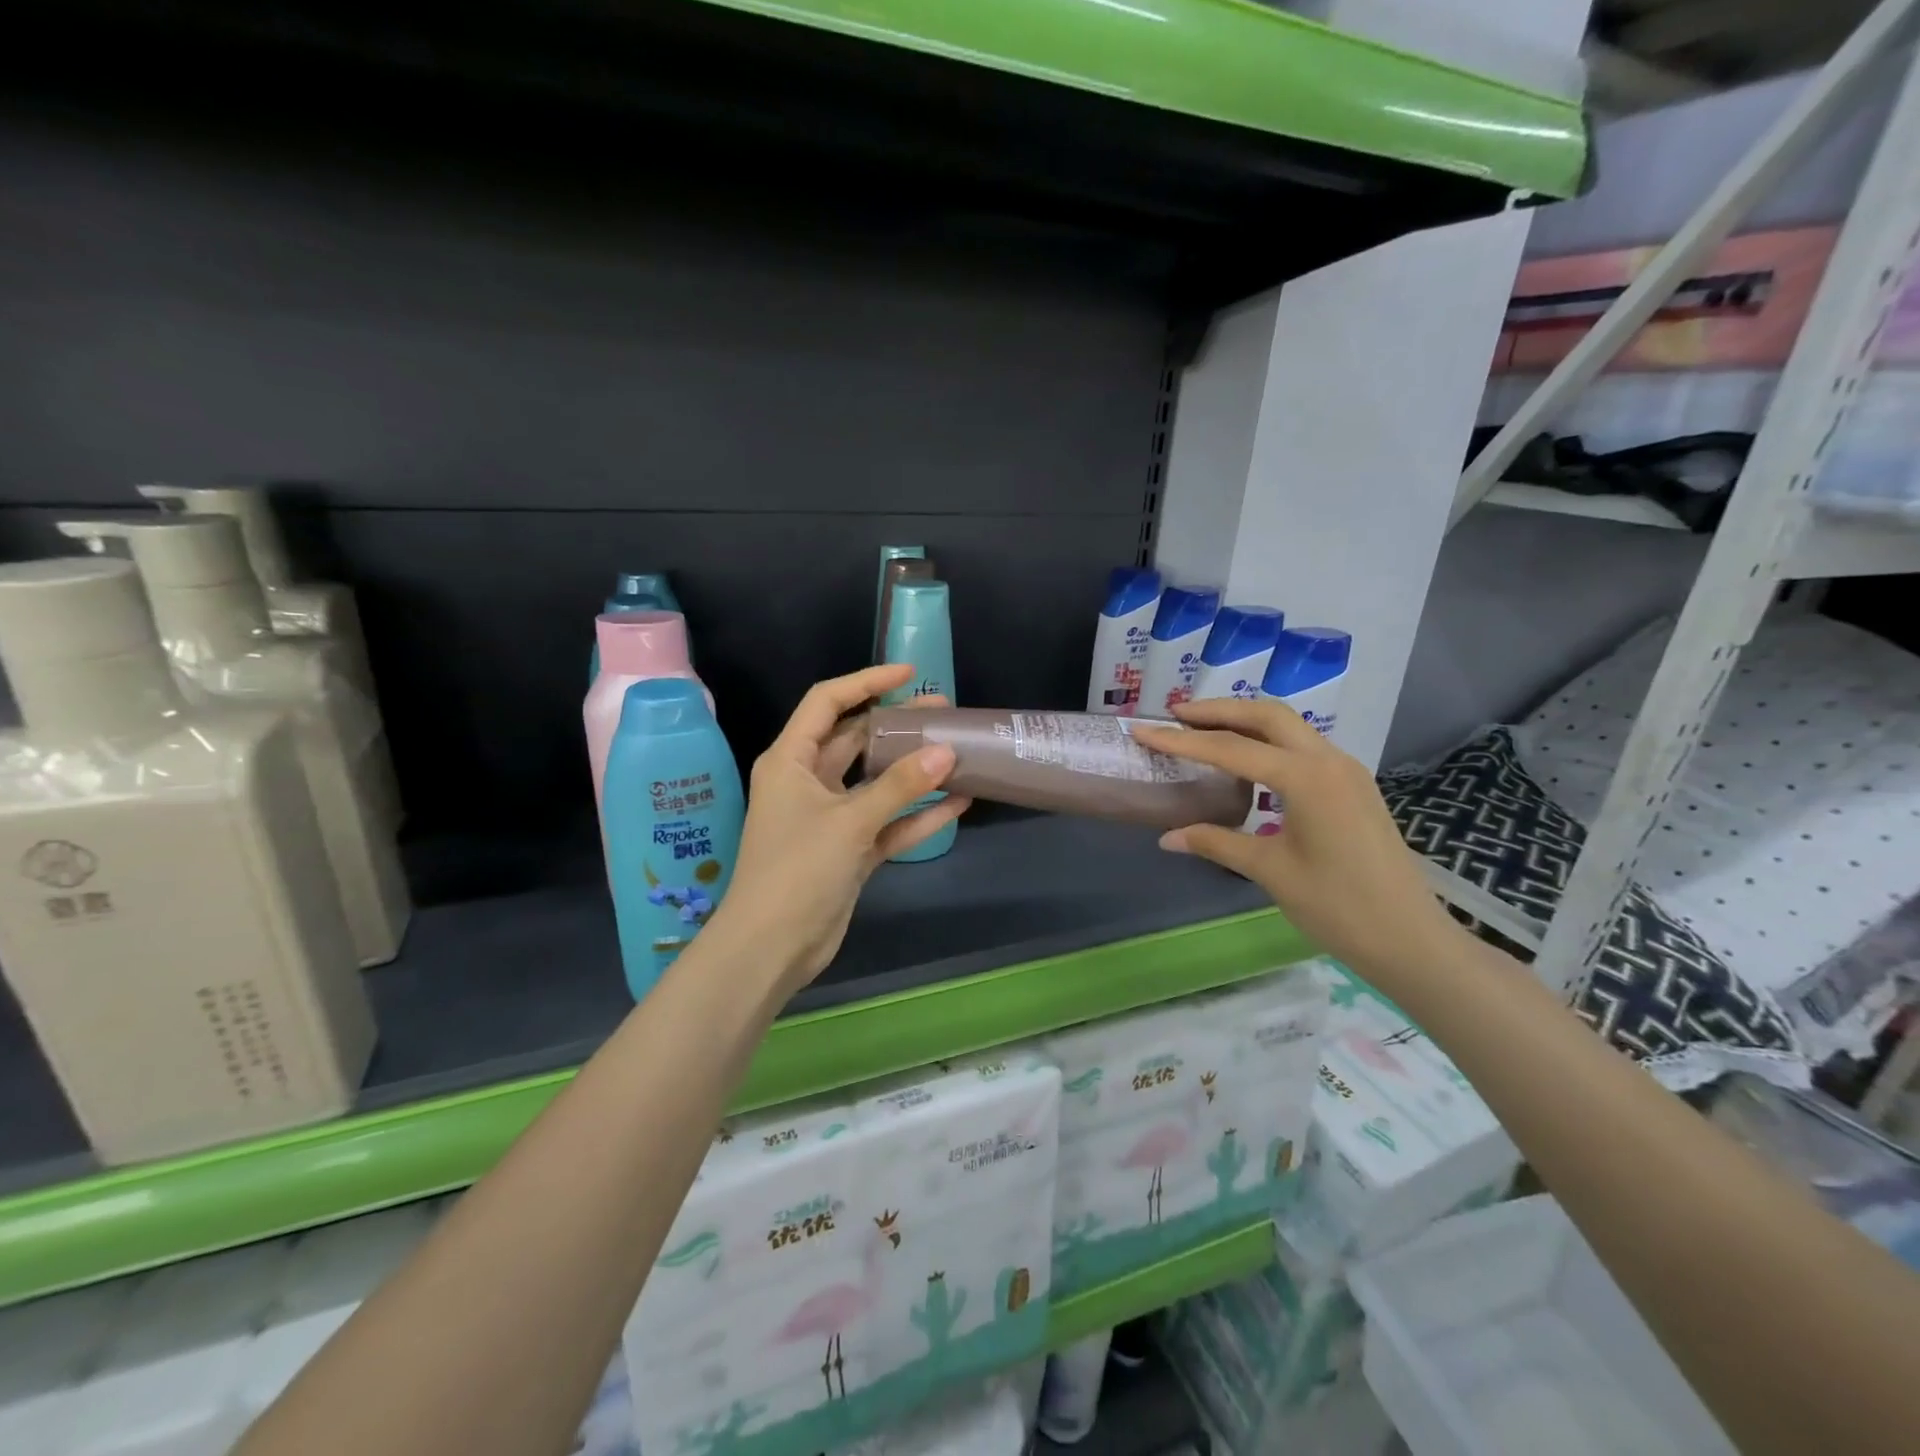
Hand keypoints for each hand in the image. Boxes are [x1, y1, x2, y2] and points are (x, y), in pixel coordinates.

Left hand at [705, 664, 969, 998]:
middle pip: (857, 740)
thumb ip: (899, 786)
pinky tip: (956, 804)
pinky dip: (916, 814)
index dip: (866, 682)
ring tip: (958, 752)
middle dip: (899, 726)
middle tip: (944, 713)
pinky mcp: (848, 850)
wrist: (771, 947)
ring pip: (876, 782)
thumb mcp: (849, 821)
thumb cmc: (797, 869)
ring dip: (913, 771)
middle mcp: (808, 781)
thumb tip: (946, 753)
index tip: (909, 675)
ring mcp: (830, 817)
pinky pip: (887, 822)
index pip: (827, 702)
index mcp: (791, 759)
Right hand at [1130, 699, 1464, 990]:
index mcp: (1306, 778)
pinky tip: (1246, 761)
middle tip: (1175, 715)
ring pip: (1289, 727)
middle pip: (1266, 715)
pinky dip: (1268, 741)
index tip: (1143, 730)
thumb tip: (1167, 837)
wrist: (1412, 940)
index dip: (1181, 740)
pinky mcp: (1353, 786)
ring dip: (1244, 721)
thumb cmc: (1339, 907)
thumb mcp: (1270, 871)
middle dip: (1218, 710)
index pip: (1231, 749)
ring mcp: (1346, 771)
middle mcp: (1329, 761)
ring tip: (1202, 729)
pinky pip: (1303, 747)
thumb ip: (1217, 842)